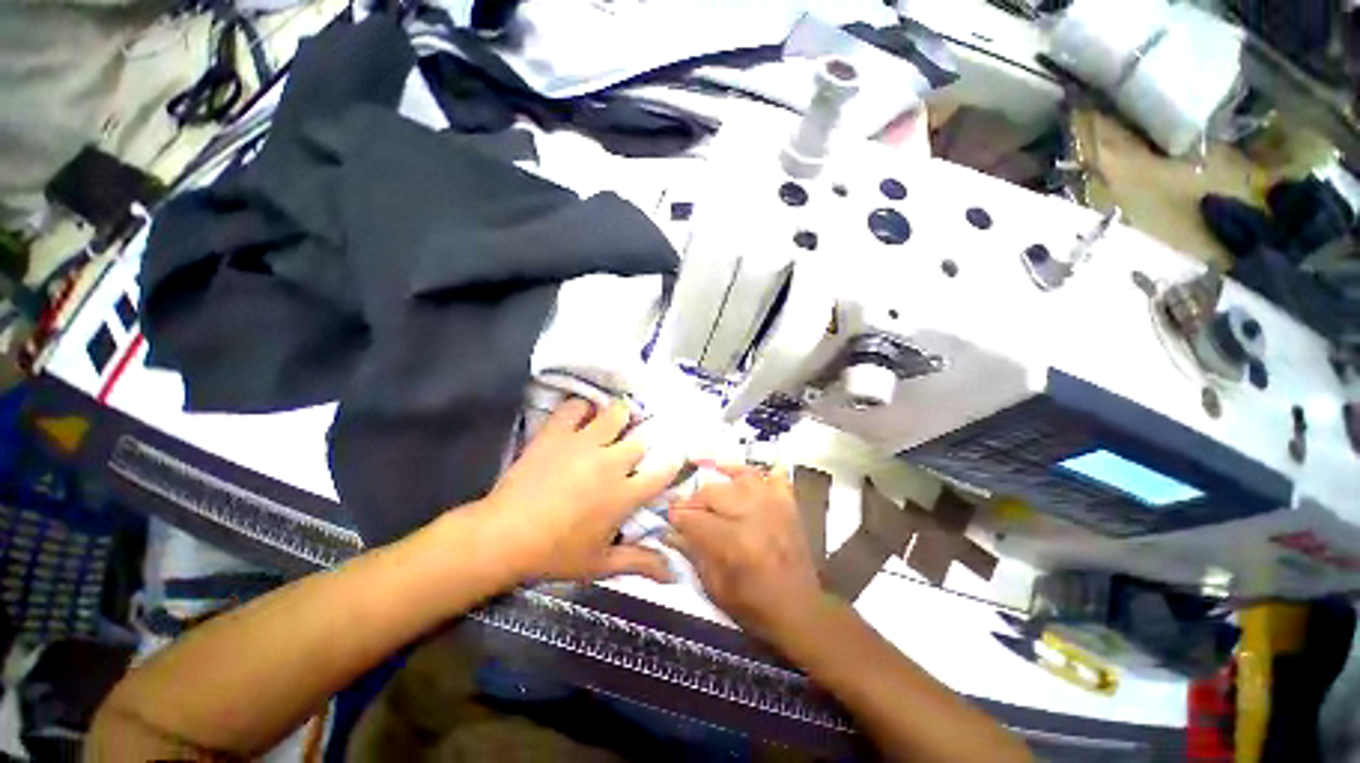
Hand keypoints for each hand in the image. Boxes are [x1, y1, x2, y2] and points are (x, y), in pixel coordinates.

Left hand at [477, 398, 681, 583]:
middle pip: (641, 439)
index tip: (669, 461)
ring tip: (612, 426)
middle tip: (631, 452)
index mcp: (624, 494)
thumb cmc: (555, 553)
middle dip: (640, 444)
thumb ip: (640, 563)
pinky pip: (575, 406)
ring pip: (616, 413)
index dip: (672, 463)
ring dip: (619, 418)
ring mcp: (583, 443)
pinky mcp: (557, 433)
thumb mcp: (600, 564)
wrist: (503, 535)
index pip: (663, 471)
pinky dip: (581, 408)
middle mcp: (611, 462)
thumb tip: (675, 574)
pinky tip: (581, 417)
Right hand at [667, 465, 826, 645]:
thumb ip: (692, 552)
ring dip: (722, 481)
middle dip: (695, 500)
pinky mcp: (789, 504)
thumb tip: (671, 529)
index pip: (694, 518)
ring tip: (712, 492)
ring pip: (740, 477)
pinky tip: (744, 478)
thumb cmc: (754, 606)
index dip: (677, 516)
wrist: (801, 610)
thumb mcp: (715, 587)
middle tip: (689, 510)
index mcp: (734, 542)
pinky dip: (758, 474)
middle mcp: (753, 516)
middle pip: (713, 492)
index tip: (669, 517)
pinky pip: (772, 476)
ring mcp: (775, 505)